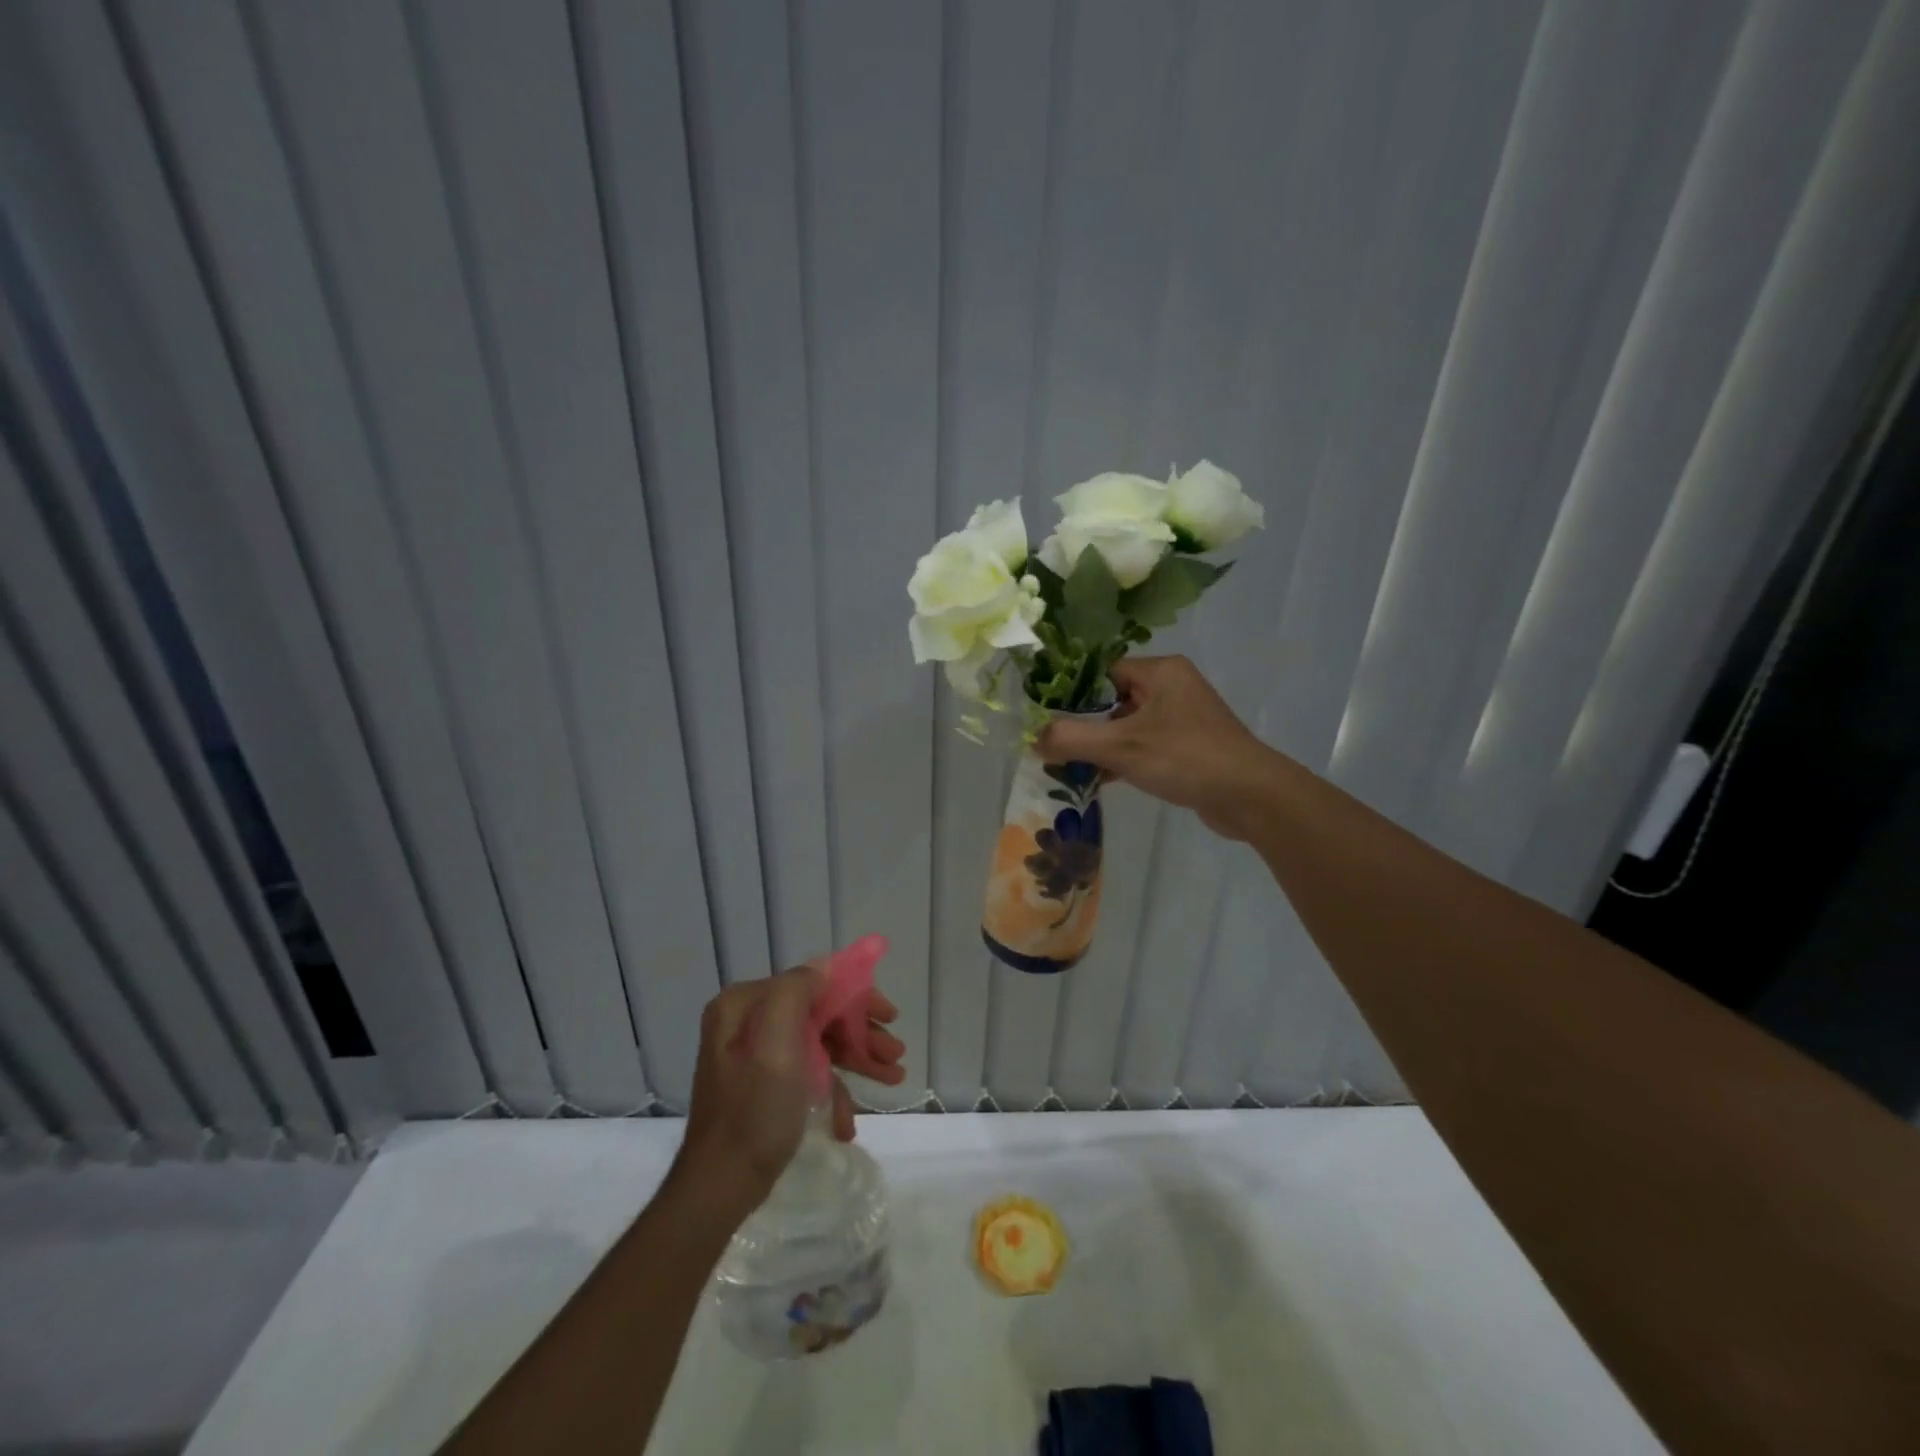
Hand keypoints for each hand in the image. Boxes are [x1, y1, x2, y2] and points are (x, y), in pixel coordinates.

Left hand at [674, 966, 909, 1218]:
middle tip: (896, 1054)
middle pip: (819, 1014)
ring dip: (856, 1060)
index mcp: (745, 1004)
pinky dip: (831, 1092)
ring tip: (892, 1078)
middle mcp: (747, 1022)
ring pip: (818, 1044)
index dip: (855, 997)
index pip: (813, 983)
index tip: (888, 1016)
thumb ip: (797, 992)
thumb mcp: (776, 1044)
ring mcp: (755, 1056)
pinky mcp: (763, 1086)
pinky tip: (847, 1122)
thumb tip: (824, 968)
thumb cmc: (754, 1110)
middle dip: (860, 1034)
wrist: (720, 1186)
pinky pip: (806, 1074)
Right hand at [1036, 655, 1277, 840]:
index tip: (1044, 717)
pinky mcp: (1188, 745)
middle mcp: (1172, 686)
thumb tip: (1034, 739)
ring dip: (1100, 746)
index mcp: (1159, 671)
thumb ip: (1071, 740)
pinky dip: (1122, 759)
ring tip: (1068, 767)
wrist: (1251, 796)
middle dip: (1082, 724)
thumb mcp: (1120, 746)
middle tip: (1052, 746)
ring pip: (1127, 725)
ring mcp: (1182, 717)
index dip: (1070, 693)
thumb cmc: (1185, 758)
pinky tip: (1100, 780)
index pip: (1101, 671)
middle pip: (1111, 699)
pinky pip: (1144, 745)